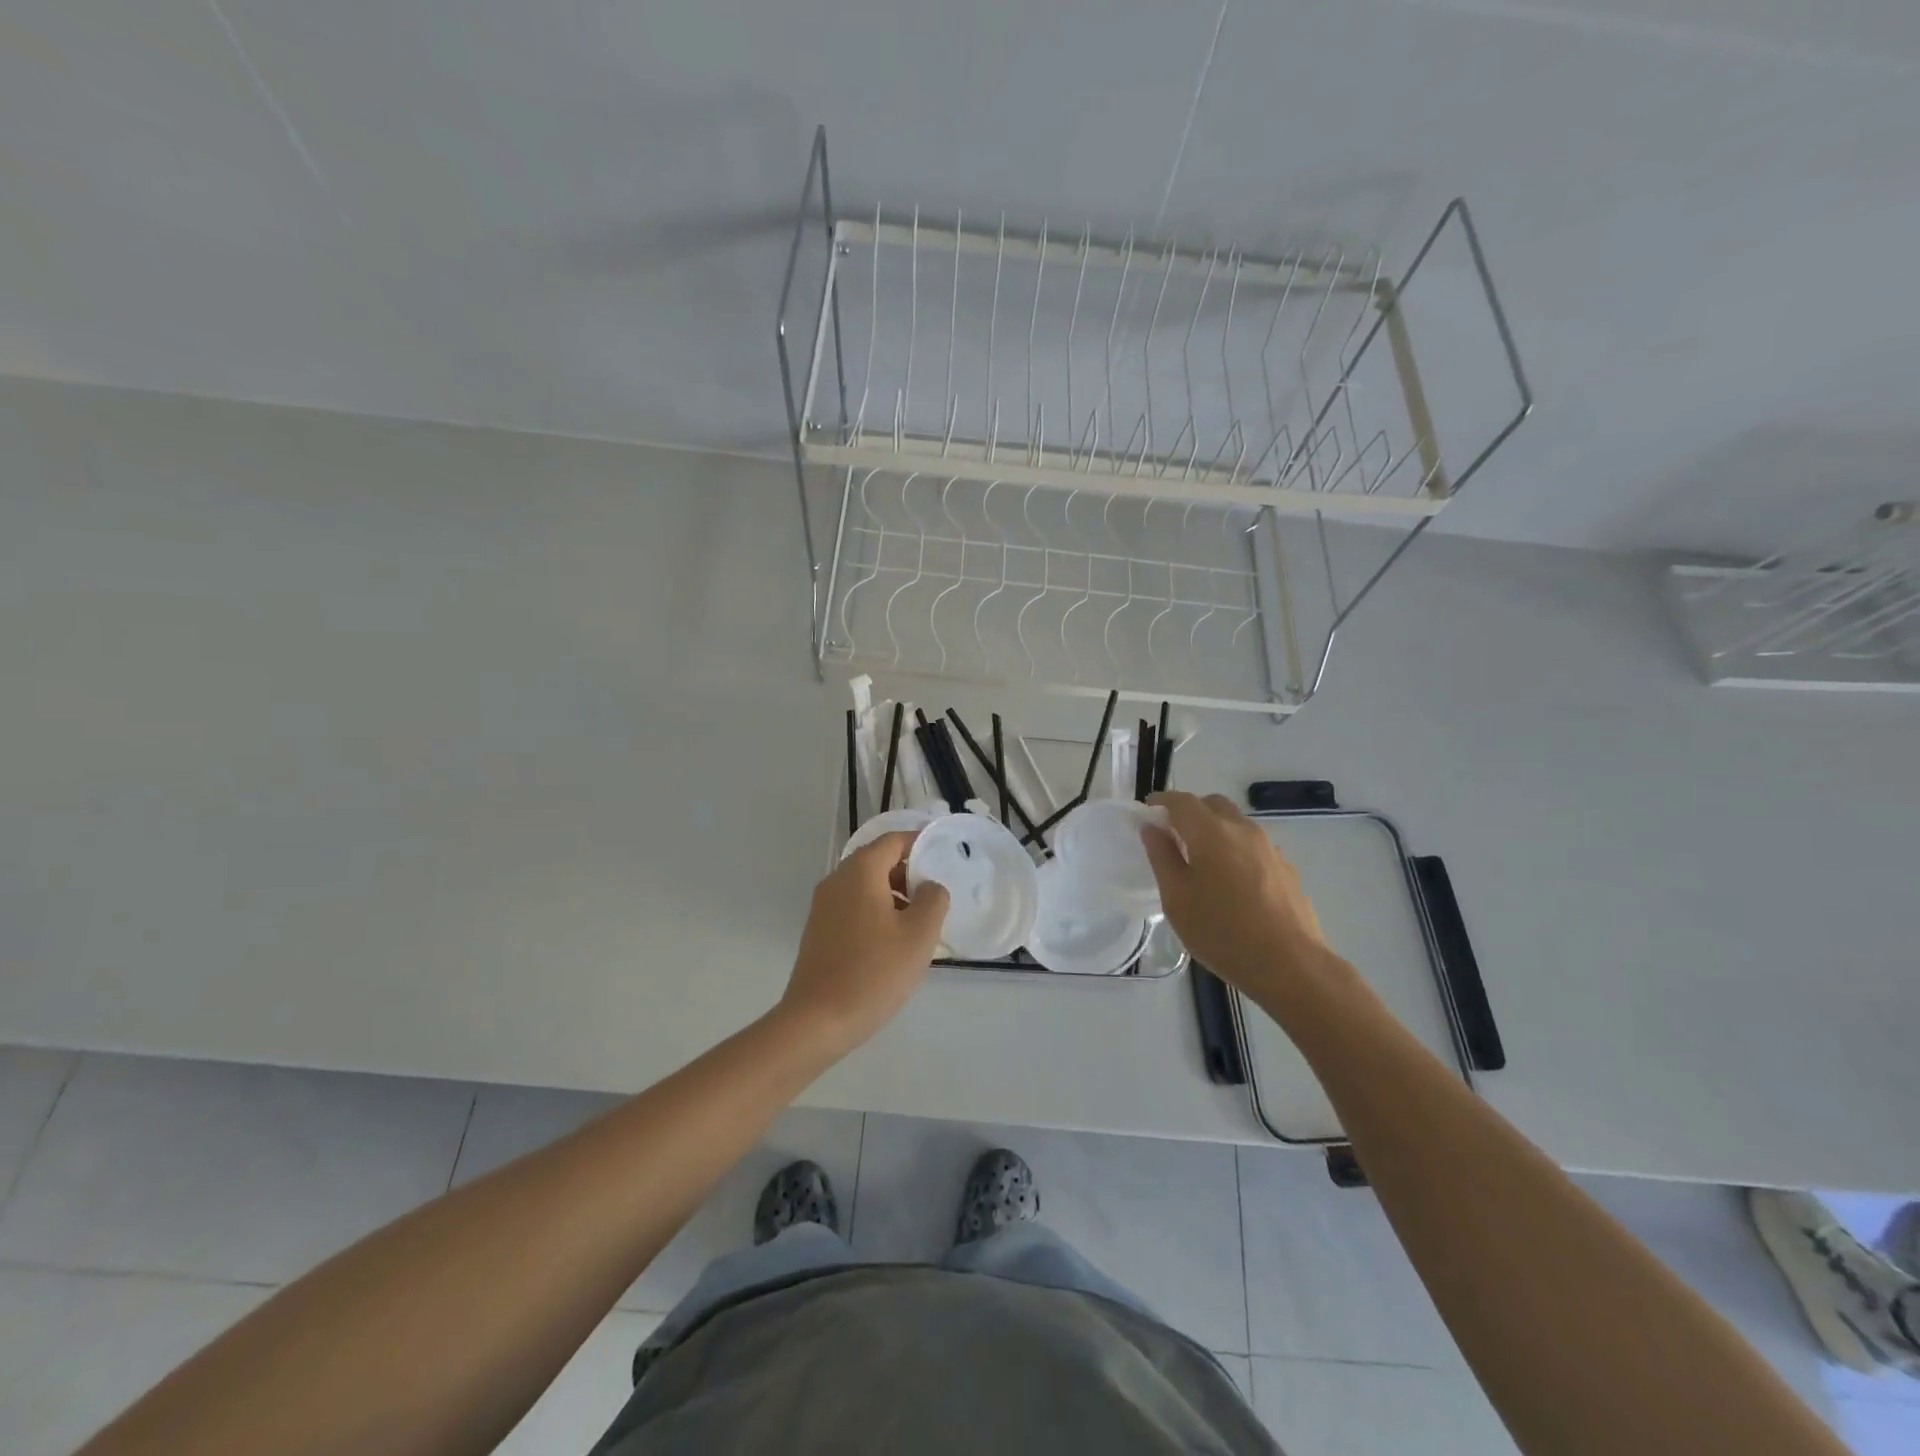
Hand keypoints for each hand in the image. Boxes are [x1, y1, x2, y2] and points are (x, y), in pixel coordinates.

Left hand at [779, 831, 949, 1058]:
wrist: (817, 1021)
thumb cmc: (873, 972)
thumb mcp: (919, 935)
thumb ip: (933, 900)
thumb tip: (930, 886)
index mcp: (860, 871)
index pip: (894, 841)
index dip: (921, 844)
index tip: (945, 858)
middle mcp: (837, 880)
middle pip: (878, 861)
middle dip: (909, 873)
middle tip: (936, 897)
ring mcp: (823, 906)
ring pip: (866, 886)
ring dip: (895, 896)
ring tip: (920, 924)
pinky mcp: (819, 930)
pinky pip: (854, 907)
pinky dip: (877, 913)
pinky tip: (893, 944)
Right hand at [1141, 791, 1347, 1003]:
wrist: (1290, 965)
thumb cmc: (1222, 932)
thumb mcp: (1177, 899)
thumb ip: (1162, 857)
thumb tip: (1152, 828)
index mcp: (1212, 833)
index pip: (1182, 801)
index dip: (1162, 801)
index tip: (1148, 809)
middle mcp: (1243, 830)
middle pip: (1214, 805)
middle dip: (1191, 811)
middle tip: (1173, 834)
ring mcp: (1269, 848)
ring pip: (1236, 824)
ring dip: (1215, 829)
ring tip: (1202, 861)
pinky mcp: (1286, 868)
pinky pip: (1253, 846)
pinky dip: (1235, 849)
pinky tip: (1232, 883)